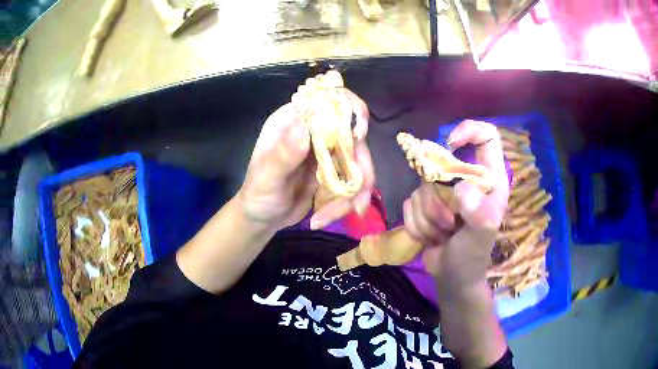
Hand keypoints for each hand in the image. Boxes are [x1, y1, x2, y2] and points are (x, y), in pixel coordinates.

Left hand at [238, 89, 374, 232]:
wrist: (262, 218)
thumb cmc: (258, 195)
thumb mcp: (266, 178)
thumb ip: (282, 156)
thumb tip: (304, 130)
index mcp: (293, 121)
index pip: (326, 101)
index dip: (349, 110)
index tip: (358, 135)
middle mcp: (312, 130)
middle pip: (353, 133)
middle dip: (362, 166)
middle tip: (359, 197)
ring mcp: (326, 150)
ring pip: (358, 160)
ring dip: (358, 189)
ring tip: (351, 212)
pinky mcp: (334, 170)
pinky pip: (354, 179)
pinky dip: (350, 199)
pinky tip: (329, 216)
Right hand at [403, 120, 508, 294]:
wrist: (451, 278)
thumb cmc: (472, 258)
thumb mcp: (481, 238)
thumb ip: (479, 215)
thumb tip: (461, 189)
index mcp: (489, 179)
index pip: (487, 137)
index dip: (469, 131)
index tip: (452, 145)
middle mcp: (466, 179)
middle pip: (441, 163)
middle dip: (438, 199)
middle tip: (449, 223)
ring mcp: (443, 192)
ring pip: (422, 186)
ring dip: (427, 217)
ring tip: (442, 235)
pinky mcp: (425, 204)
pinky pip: (410, 202)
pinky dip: (417, 224)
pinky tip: (430, 238)